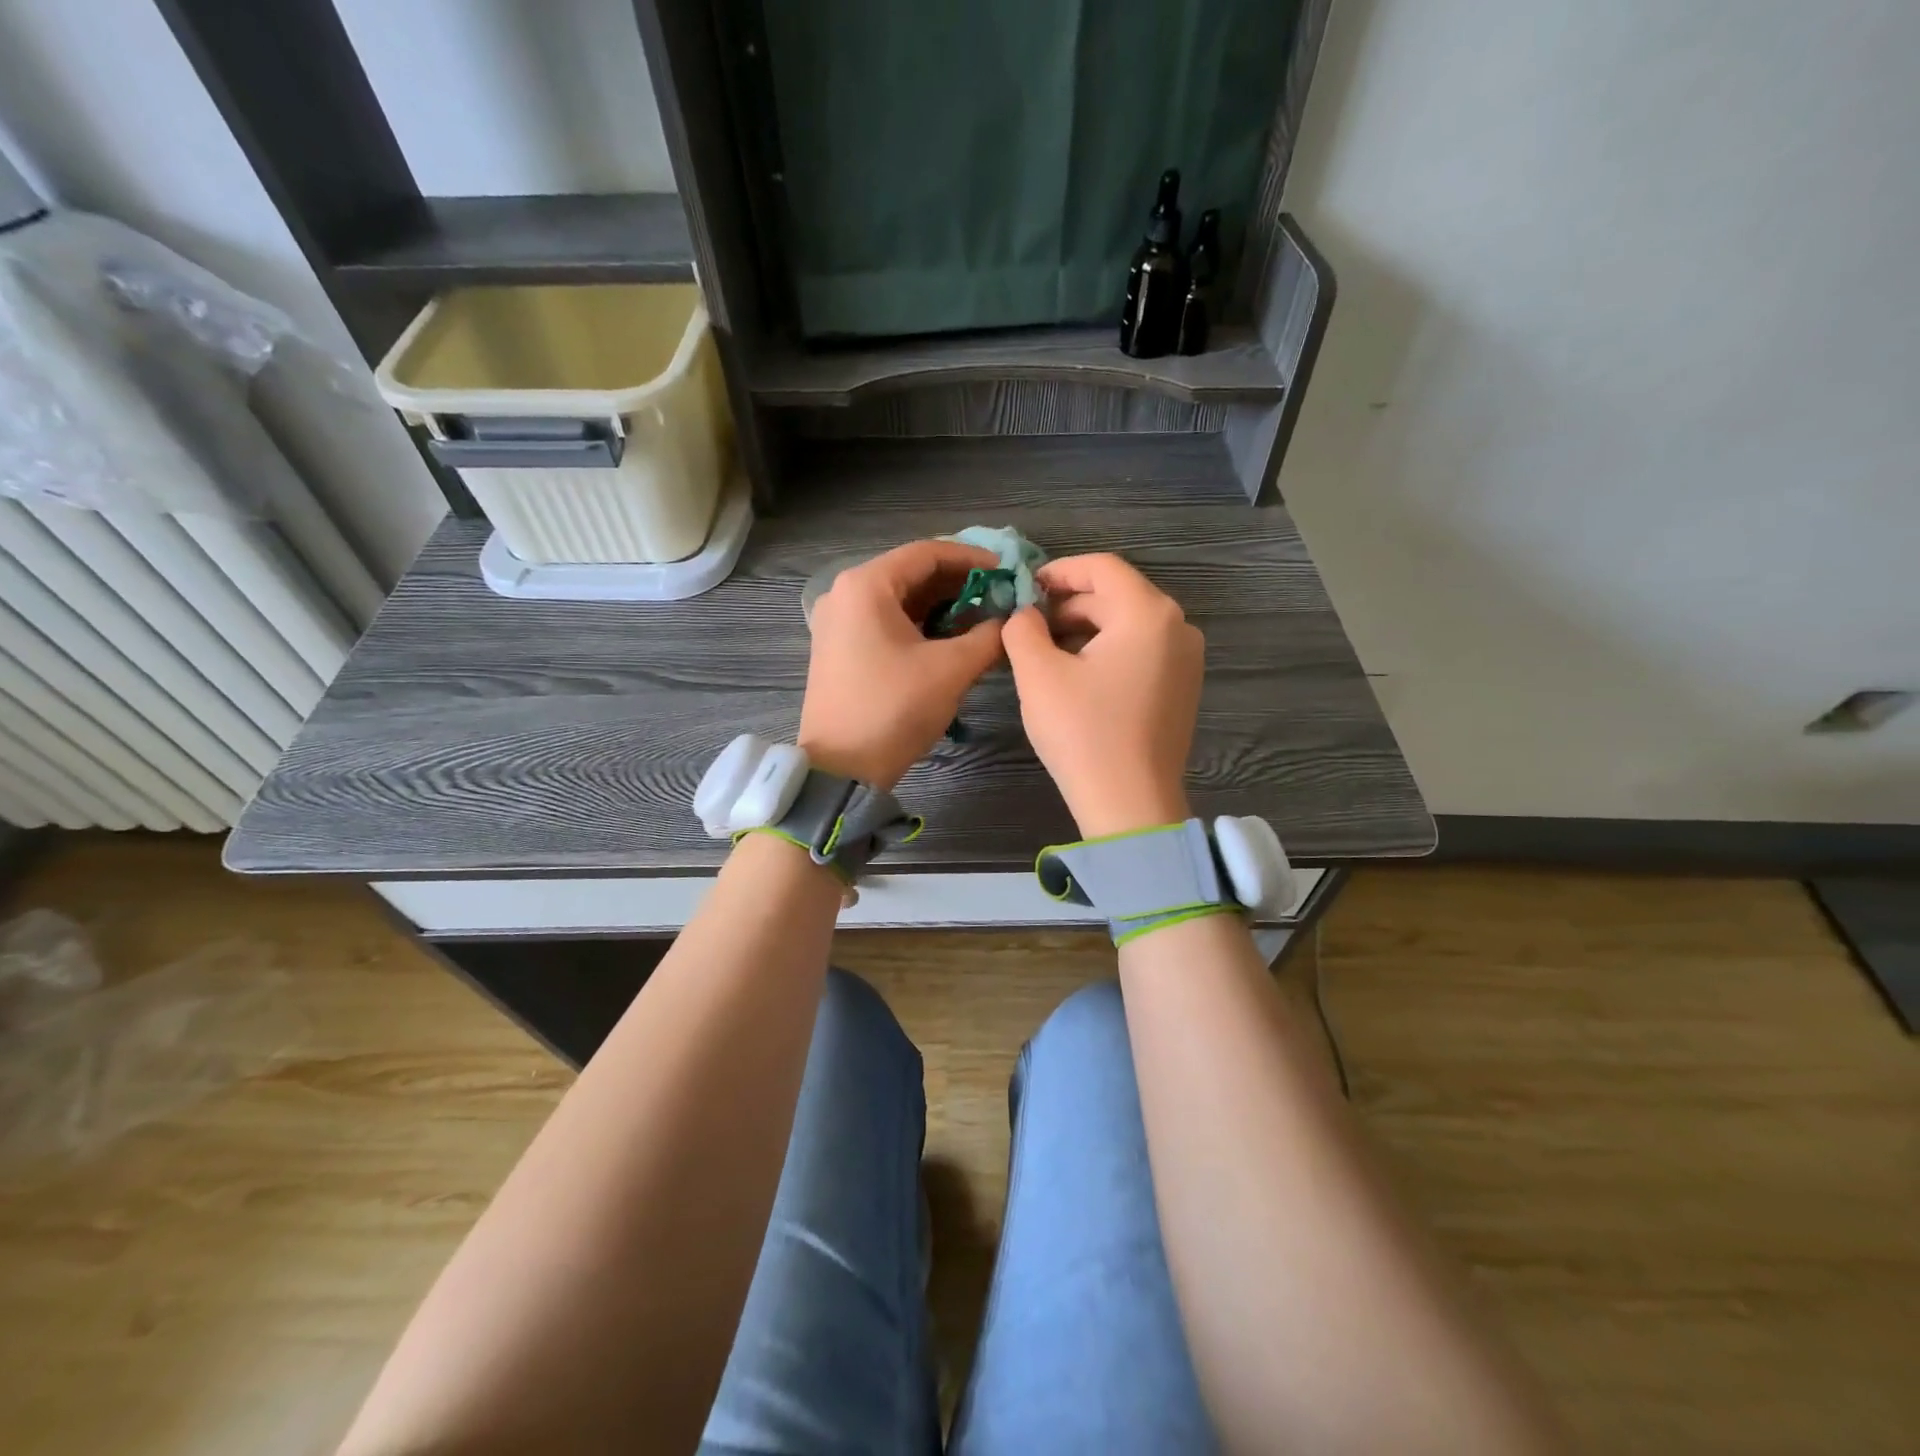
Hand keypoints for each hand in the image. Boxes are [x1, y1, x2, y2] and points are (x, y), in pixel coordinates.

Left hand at [799, 539, 1004, 788]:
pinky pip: (885, 622)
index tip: (1008, 572)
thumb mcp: (951, 670)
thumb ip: (988, 636)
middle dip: (959, 584)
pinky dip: (919, 625)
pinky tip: (949, 639)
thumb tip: (1008, 620)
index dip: (973, 559)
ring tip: (982, 619)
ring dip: (941, 606)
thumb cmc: (894, 709)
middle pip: (911, 573)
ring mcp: (837, 622)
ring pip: (899, 599)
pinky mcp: (839, 648)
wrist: (841, 768)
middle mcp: (845, 593)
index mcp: (866, 585)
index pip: (927, 553)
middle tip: (1000, 598)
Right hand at [1002, 553, 1203, 837]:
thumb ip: (1022, 628)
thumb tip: (1024, 614)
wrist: (1131, 805)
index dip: (1058, 571)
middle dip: (1067, 605)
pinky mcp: (1182, 688)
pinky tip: (1076, 677)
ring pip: (1127, 625)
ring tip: (1044, 653)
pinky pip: (1140, 652)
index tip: (1023, 588)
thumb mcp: (1038, 674)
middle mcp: (1178, 627)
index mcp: (1148, 613)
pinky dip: (1106, 652)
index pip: (1101, 567)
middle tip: (1026, 627)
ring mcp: (1186, 660)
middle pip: (1116, 596)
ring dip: (1084, 630)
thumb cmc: (1083, 733)